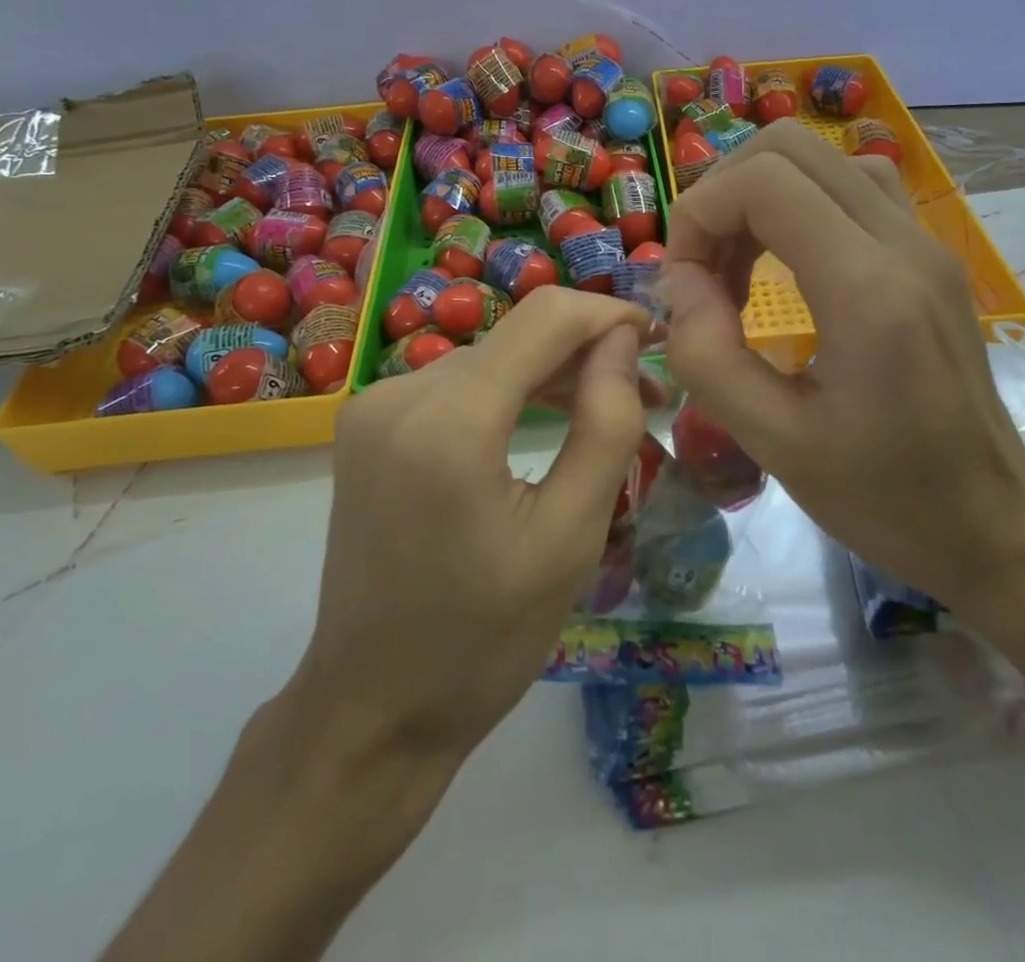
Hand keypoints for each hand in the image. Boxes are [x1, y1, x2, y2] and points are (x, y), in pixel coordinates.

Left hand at [300, 287, 652, 767]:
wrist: (372, 708)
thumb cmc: (483, 639)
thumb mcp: (570, 538)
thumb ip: (605, 425)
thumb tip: (622, 341)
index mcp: (448, 422)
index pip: (545, 317)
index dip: (608, 315)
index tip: (656, 341)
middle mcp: (399, 393)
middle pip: (517, 336)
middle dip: (586, 354)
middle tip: (645, 398)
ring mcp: (375, 405)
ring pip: (490, 357)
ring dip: (548, 375)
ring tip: (603, 411)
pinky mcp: (369, 423)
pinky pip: (457, 384)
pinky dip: (507, 393)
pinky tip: (539, 421)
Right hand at [658, 120, 1024, 616]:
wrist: (992, 523)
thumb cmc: (883, 497)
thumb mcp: (774, 443)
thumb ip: (708, 354)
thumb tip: (678, 281)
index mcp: (868, 290)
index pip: (764, 182)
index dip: (700, 213)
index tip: (683, 282)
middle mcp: (904, 244)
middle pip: (790, 146)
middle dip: (724, 194)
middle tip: (704, 268)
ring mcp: (926, 242)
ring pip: (824, 157)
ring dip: (762, 194)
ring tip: (739, 267)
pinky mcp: (932, 254)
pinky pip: (855, 186)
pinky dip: (802, 202)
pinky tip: (788, 263)